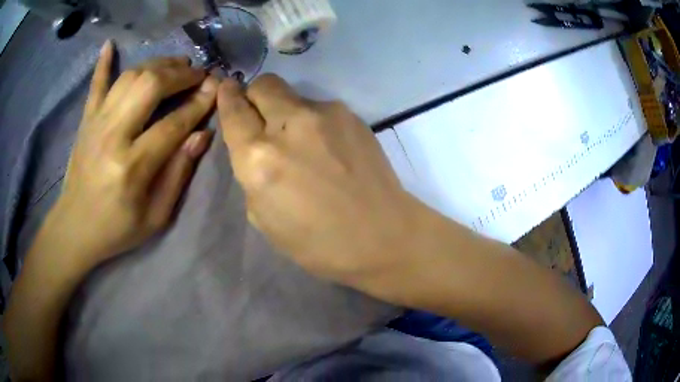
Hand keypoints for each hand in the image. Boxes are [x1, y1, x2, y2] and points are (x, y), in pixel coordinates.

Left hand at [52, 41, 217, 267]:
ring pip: (130, 77)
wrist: (75, 229)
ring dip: (157, 64)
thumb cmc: (117, 229)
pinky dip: (103, 63)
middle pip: (150, 86)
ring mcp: (96, 123)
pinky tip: (109, 44)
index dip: (199, 104)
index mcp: (132, 167)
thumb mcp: (156, 216)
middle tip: (198, 74)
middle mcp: (112, 135)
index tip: (217, 89)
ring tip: (176, 65)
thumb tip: (202, 134)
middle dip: (180, 74)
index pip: (173, 124)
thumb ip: (178, 174)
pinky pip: (95, 84)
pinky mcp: (86, 120)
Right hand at [218, 74, 420, 286]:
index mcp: (259, 157)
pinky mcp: (352, 115)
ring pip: (293, 95)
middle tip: (262, 117)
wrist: (383, 236)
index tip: (226, 89)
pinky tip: (330, 149)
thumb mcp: (263, 217)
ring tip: (305, 144)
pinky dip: (315, 122)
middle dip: (255, 95)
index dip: (227, 97)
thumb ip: (251, 173)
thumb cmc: (318, 243)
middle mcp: (289, 124)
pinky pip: (321, 109)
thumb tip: (255, 147)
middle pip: (263, 84)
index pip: (234, 110)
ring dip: (287, 112)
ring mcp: (325, 114)